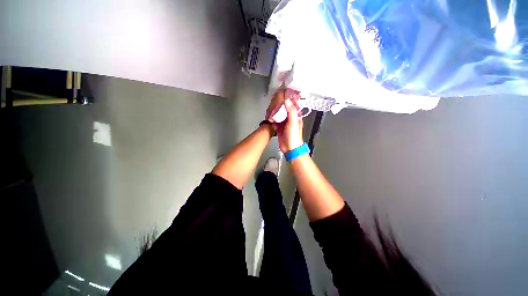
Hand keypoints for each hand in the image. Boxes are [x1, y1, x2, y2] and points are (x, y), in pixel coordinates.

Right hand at [267, 90, 303, 152]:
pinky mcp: (279, 128)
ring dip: (275, 111)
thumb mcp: (293, 122)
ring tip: (271, 106)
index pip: (292, 105)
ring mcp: (284, 123)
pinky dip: (272, 118)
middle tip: (275, 98)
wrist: (290, 148)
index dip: (289, 98)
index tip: (284, 92)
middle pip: (284, 109)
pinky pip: (275, 121)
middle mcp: (290, 118)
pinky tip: (270, 116)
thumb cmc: (294, 136)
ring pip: (279, 114)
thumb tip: (287, 100)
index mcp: (296, 116)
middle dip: (280, 104)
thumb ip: (291, 111)